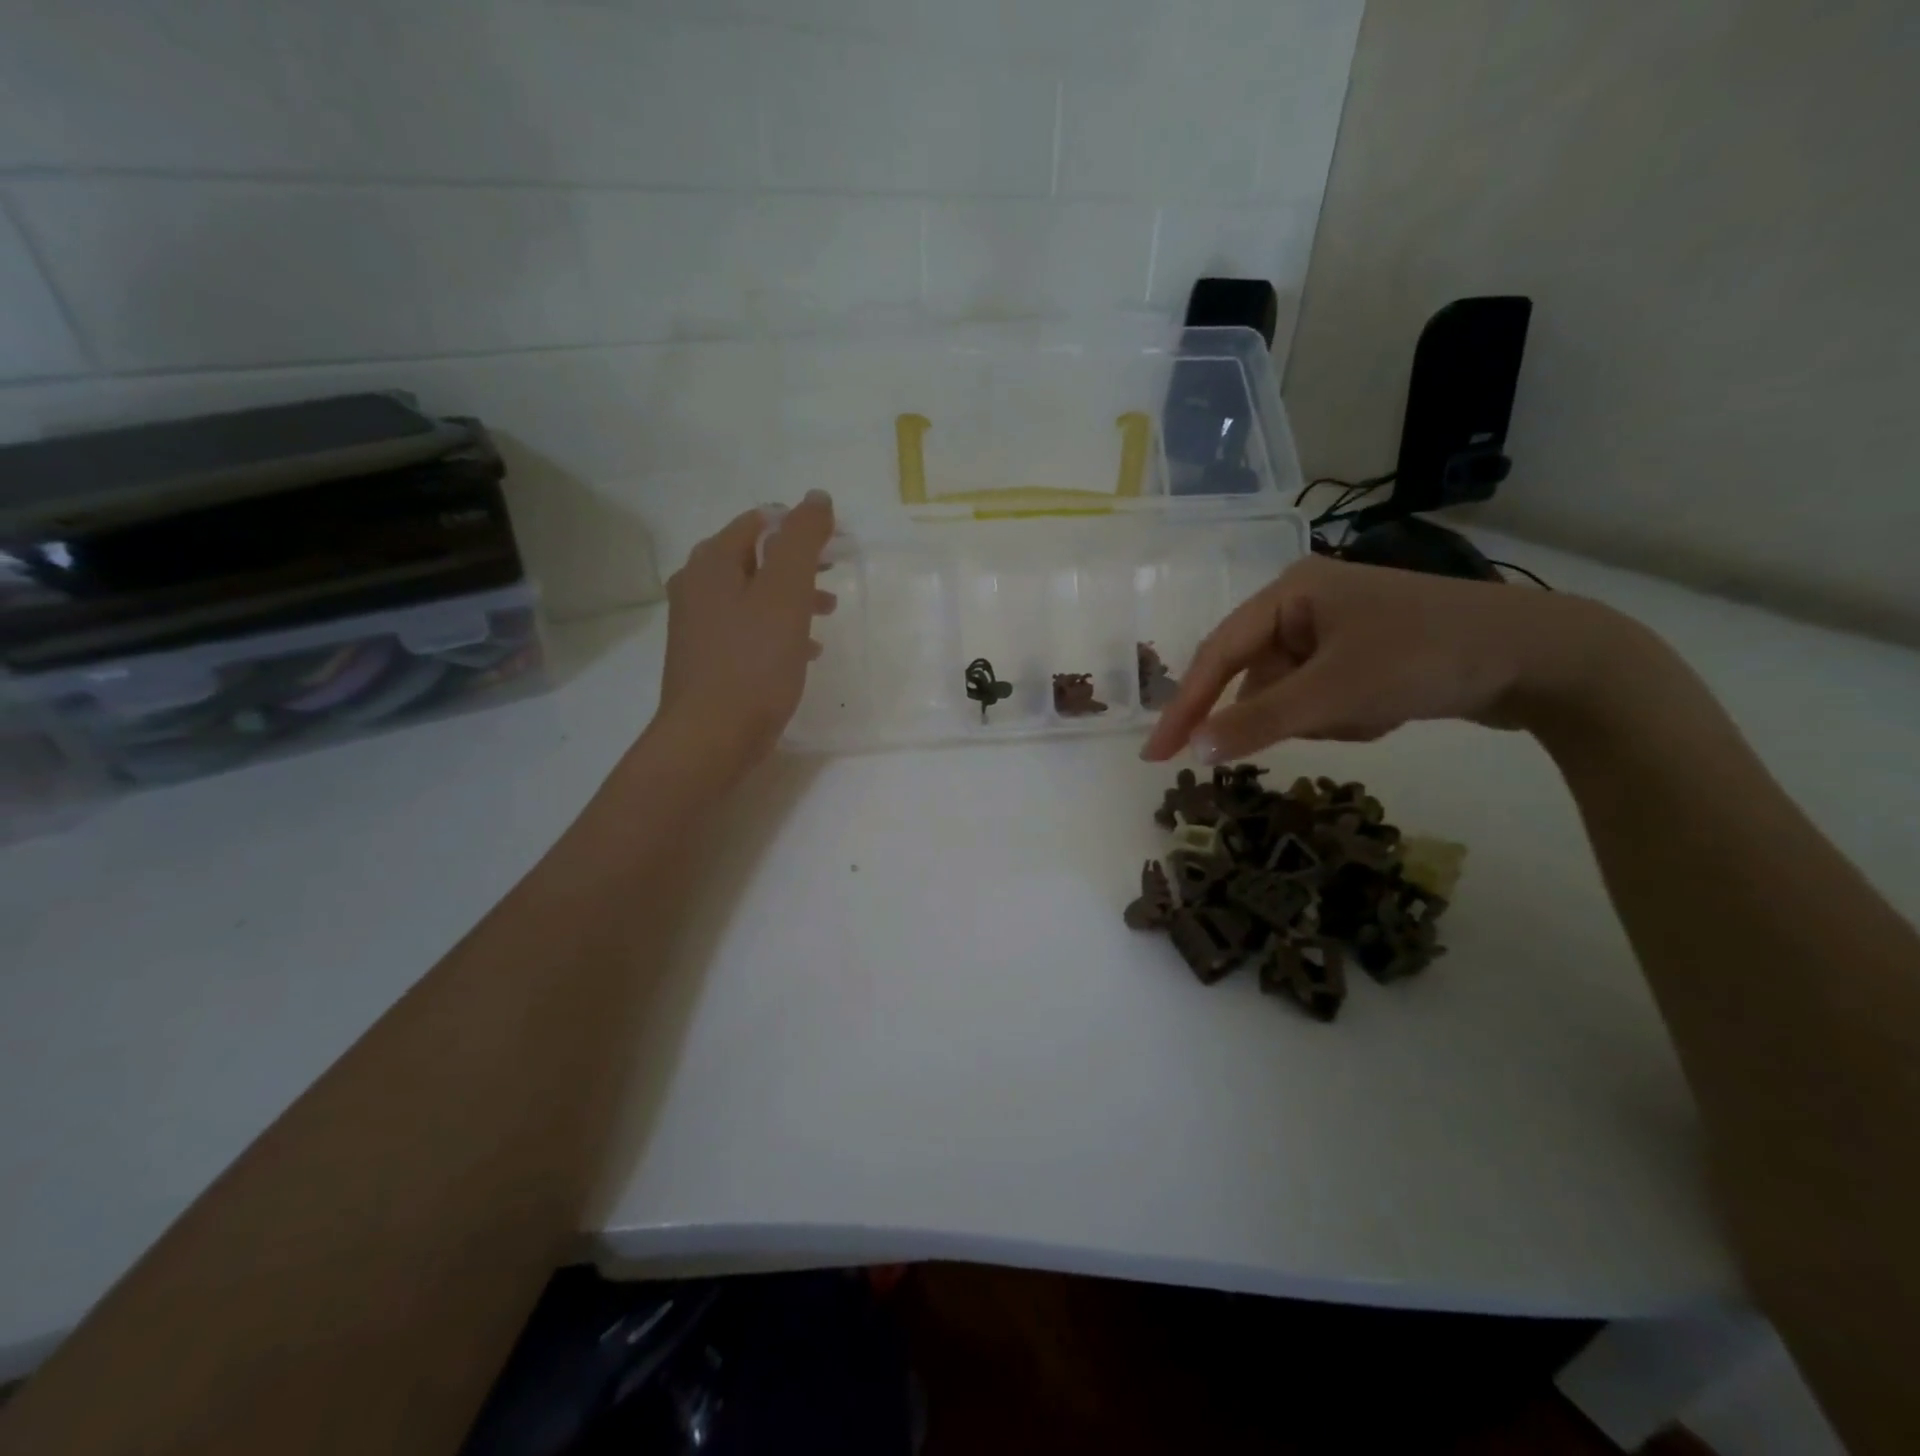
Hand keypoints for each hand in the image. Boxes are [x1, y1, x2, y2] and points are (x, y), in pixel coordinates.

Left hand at [649, 490, 836, 778]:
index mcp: (712, 562)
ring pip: (754, 594)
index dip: (800, 525)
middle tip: (835, 574)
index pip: (760, 521)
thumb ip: (802, 540)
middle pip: (756, 556)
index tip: (837, 544)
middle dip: (799, 562)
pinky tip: (804, 650)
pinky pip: (748, 628)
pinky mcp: (707, 657)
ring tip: (827, 613)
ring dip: (792, 596)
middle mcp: (697, 585)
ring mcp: (697, 623)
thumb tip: (816, 498)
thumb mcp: (786, 593)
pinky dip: (778, 627)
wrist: (711, 738)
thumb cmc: (753, 663)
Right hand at [1140, 554, 1643, 762]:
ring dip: (1323, 718)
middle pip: (1257, 676)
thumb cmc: (1426, 658)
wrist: (1543, 659)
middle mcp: (1304, 603)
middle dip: (1289, 711)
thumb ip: (1257, 723)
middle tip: (1329, 723)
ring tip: (1377, 712)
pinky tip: (1389, 710)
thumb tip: (1193, 753)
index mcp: (1288, 591)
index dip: (1183, 708)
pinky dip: (1345, 716)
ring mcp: (1334, 629)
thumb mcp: (1334, 694)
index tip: (1154, 756)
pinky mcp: (1361, 654)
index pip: (1216, 655)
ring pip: (1291, 695)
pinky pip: (1322, 697)